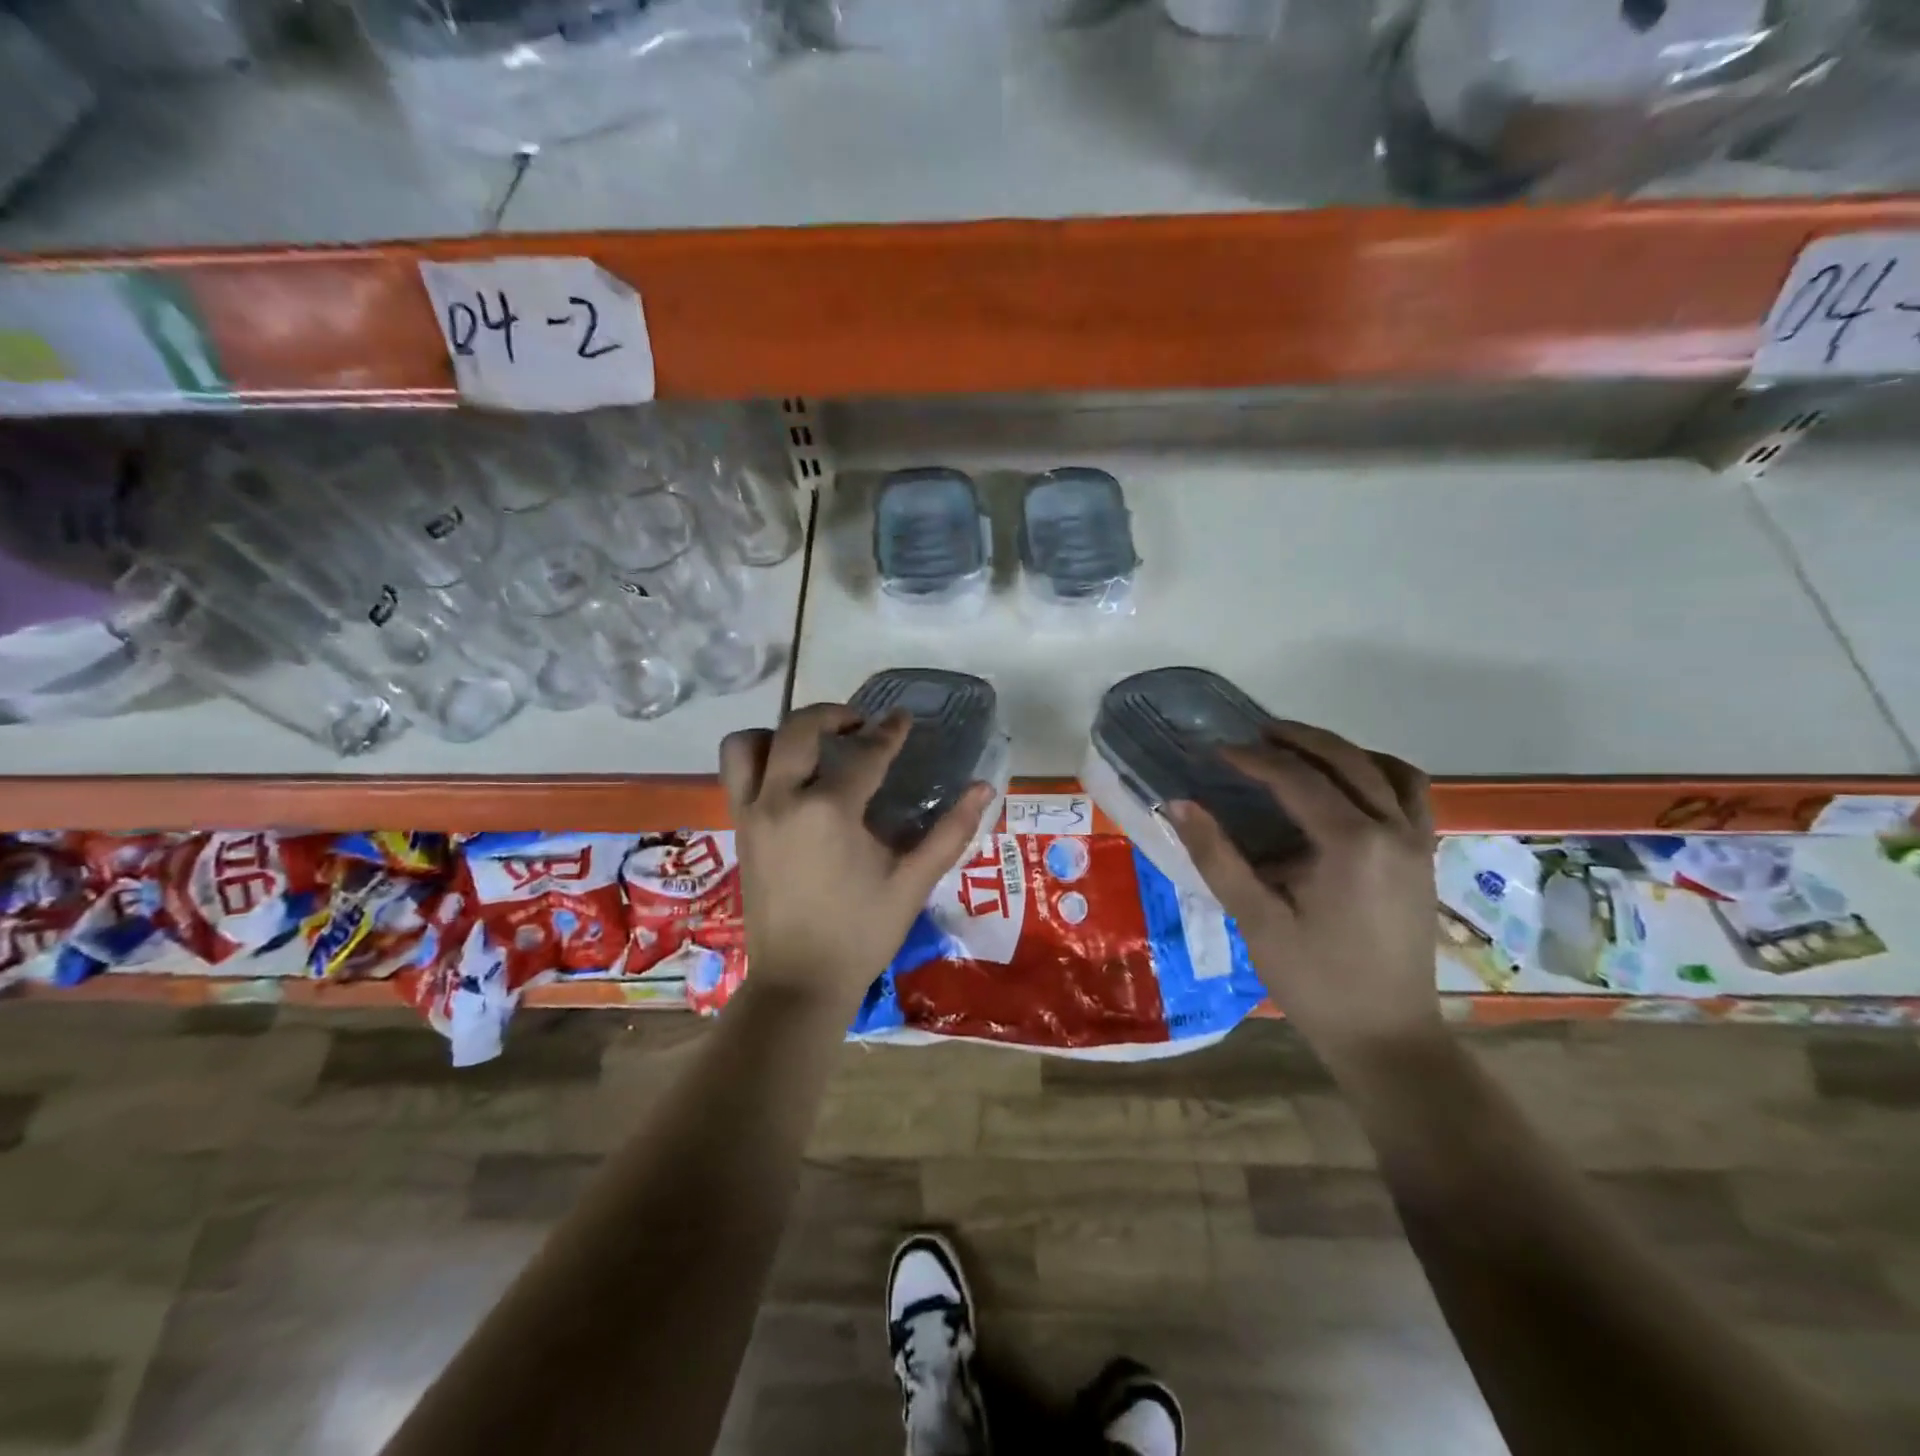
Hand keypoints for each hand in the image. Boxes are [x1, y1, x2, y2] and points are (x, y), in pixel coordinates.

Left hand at [721, 702, 994, 1012]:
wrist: (799, 983)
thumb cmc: (861, 933)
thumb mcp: (913, 883)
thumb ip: (950, 832)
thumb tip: (984, 789)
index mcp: (830, 811)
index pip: (865, 754)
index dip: (889, 732)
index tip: (903, 718)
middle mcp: (782, 800)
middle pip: (799, 728)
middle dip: (832, 715)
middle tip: (860, 726)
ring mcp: (753, 814)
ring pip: (748, 745)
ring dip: (779, 734)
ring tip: (812, 748)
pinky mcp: (740, 831)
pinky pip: (736, 775)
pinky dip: (759, 760)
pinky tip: (791, 780)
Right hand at [1167, 721, 1439, 1068]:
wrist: (1387, 1037)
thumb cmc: (1316, 981)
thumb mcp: (1256, 920)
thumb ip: (1217, 856)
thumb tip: (1178, 804)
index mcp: (1352, 844)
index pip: (1297, 780)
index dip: (1253, 759)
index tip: (1216, 752)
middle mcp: (1393, 830)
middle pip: (1346, 761)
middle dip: (1298, 739)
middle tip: (1254, 735)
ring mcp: (1417, 843)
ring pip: (1387, 770)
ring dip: (1342, 751)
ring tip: (1300, 752)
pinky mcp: (1423, 859)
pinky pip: (1410, 795)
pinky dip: (1378, 774)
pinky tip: (1349, 787)